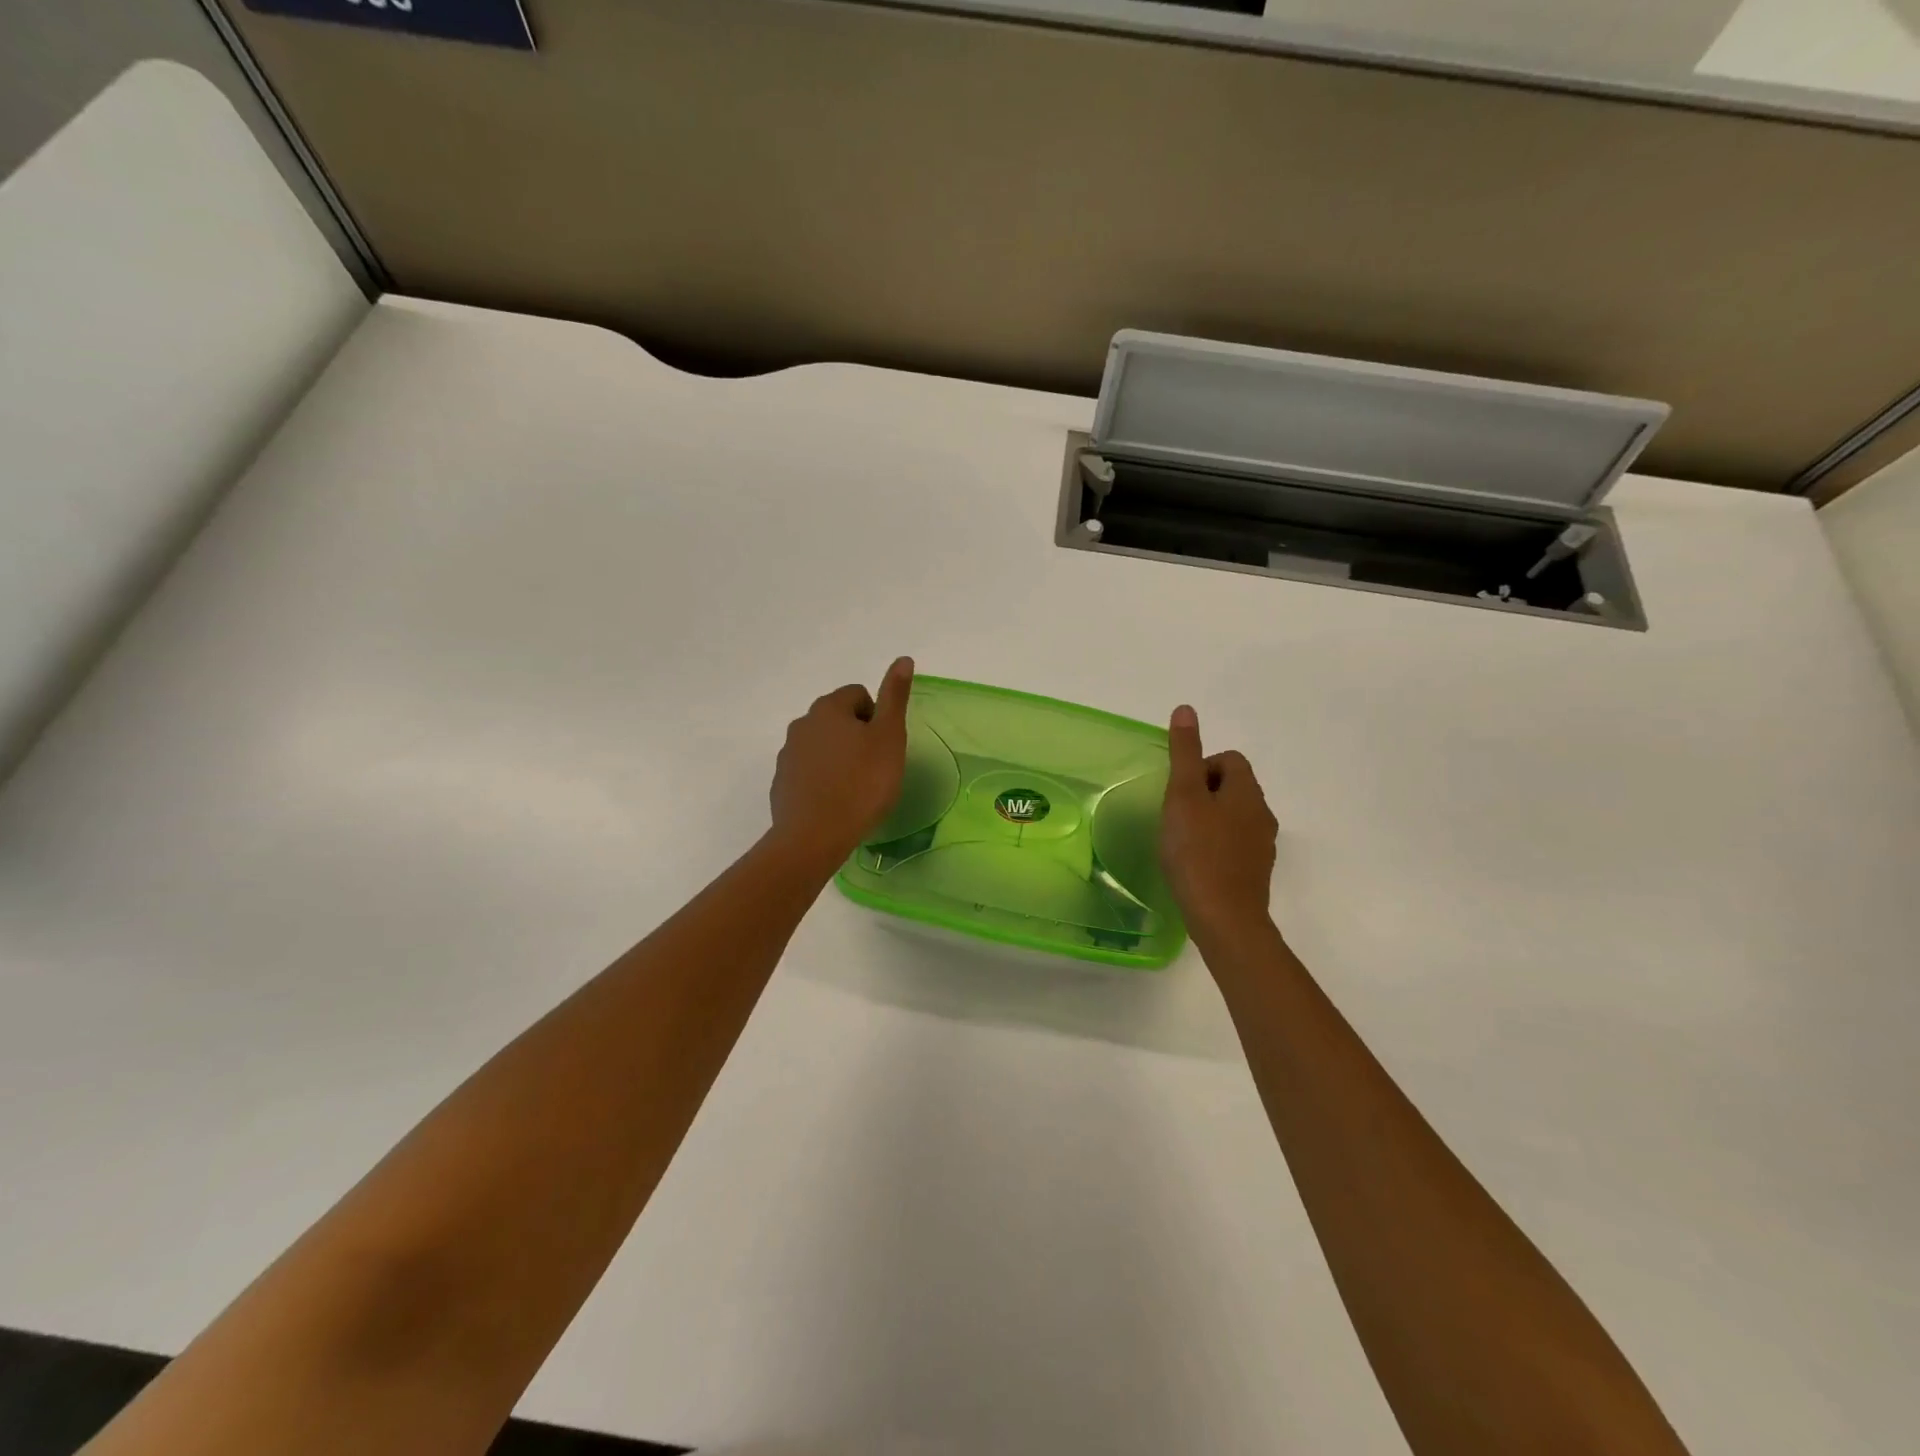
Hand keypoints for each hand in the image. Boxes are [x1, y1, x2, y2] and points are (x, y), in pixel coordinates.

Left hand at [768, 658, 914, 868]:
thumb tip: (903, 659)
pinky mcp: (781, 782)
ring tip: (855, 788)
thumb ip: (895, 697)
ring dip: (839, 758)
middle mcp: (802, 724)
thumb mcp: (889, 738)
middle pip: (838, 719)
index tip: (884, 747)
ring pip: (822, 746)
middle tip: (874, 768)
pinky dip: (823, 779)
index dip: (877, 718)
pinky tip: (835, 803)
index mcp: (829, 708)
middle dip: (857, 737)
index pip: (859, 695)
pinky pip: (808, 771)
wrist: (815, 836)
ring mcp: (787, 754)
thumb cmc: (862, 784)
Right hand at [1160, 704, 1278, 942]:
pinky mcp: (1256, 872)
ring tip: (1182, 840)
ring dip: (1209, 820)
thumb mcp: (1183, 796)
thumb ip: (1184, 753)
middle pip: (1233, 787)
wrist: (1224, 918)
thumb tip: (1186, 709)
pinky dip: (1215, 846)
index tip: (1179, 793)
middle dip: (1203, 794)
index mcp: (1248, 792)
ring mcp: (1262, 846)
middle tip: (1176, 816)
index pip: (1230, 759)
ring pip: (1234, 817)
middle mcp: (1263, 814)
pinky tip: (1196, 864)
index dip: (1201, 768)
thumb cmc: (1198, 852)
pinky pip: (1235, 845)